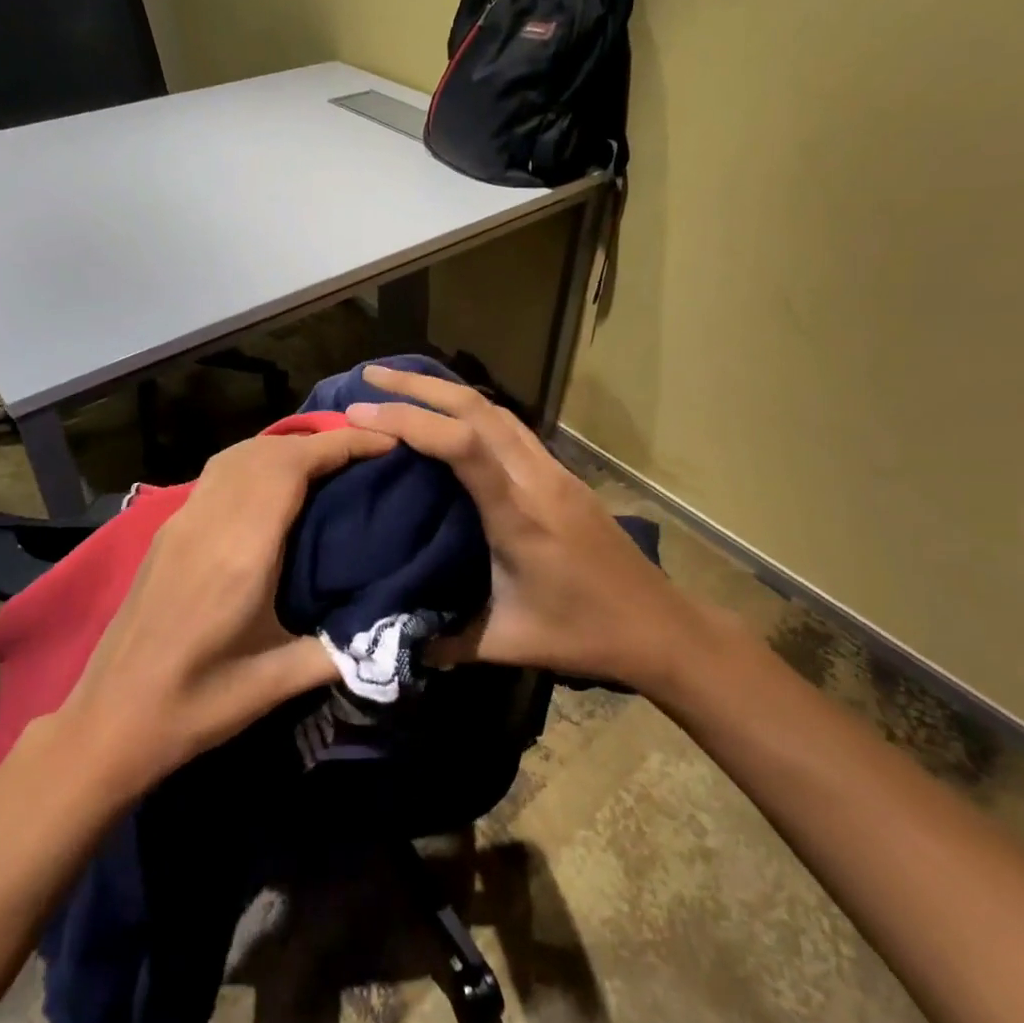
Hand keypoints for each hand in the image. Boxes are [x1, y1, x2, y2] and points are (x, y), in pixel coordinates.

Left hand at [59, 426, 393, 790]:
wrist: (109, 721)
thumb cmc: (195, 705)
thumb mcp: (276, 686)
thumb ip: (342, 652)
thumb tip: (401, 632)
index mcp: (239, 552)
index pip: (292, 467)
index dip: (340, 445)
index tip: (385, 442)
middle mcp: (208, 522)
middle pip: (267, 451)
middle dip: (321, 441)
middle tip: (367, 454)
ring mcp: (182, 522)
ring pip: (237, 455)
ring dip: (285, 447)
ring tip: (327, 463)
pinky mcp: (168, 532)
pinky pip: (218, 474)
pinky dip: (256, 461)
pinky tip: (274, 487)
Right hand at [345, 366, 688, 689]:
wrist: (660, 626)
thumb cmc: (585, 635)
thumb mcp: (509, 645)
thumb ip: (446, 641)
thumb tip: (390, 638)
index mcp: (520, 516)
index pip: (464, 447)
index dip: (411, 421)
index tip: (363, 412)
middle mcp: (537, 480)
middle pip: (478, 409)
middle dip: (420, 386)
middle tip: (370, 377)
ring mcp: (555, 472)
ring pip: (497, 411)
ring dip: (447, 391)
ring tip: (403, 386)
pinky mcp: (563, 475)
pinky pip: (511, 427)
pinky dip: (473, 410)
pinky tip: (452, 418)